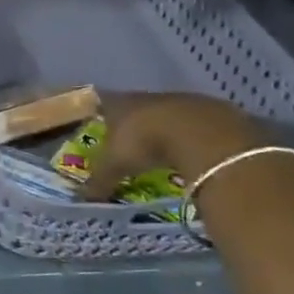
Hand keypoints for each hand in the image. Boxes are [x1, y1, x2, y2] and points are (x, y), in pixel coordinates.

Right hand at [81, 92, 268, 199]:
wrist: (201, 133)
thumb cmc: (146, 142)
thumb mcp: (117, 165)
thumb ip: (100, 179)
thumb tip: (82, 197)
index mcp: (120, 102)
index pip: (103, 100)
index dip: (98, 109)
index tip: (95, 117)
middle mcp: (148, 97)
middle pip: (136, 106)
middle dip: (132, 121)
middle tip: (129, 139)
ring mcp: (181, 101)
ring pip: (167, 113)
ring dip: (165, 127)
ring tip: (163, 147)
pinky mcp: (211, 110)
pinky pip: (195, 123)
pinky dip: (192, 135)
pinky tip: (193, 150)